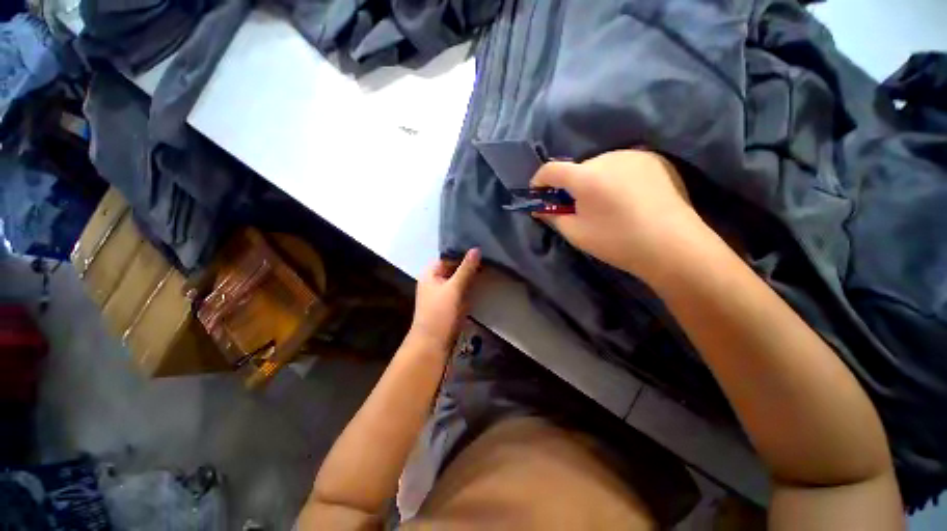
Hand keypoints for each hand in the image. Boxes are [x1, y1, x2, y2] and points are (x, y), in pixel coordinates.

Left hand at [409, 249, 480, 352]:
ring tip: (489, 266)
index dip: (463, 252)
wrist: (432, 344)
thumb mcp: (454, 288)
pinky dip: (470, 286)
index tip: (481, 249)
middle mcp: (435, 280)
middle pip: (453, 267)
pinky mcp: (449, 303)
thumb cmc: (440, 313)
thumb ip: (466, 269)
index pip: (448, 256)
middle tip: (489, 257)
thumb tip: (476, 249)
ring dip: (471, 275)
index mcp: (430, 273)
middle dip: (469, 264)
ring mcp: (442, 292)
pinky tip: (482, 282)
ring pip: (458, 279)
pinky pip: (461, 290)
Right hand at [532, 149, 705, 281]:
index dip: (539, 180)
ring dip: (594, 180)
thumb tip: (540, 208)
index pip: (552, 169)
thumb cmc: (617, 242)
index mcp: (586, 177)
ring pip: (601, 165)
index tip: (538, 192)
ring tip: (605, 203)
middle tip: (576, 207)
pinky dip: (615, 178)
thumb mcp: (576, 234)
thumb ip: (553, 216)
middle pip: (578, 168)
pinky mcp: (654, 159)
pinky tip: (626, 198)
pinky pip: (622, 165)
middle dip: (571, 185)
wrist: (673, 246)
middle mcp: (608, 157)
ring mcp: (634, 155)